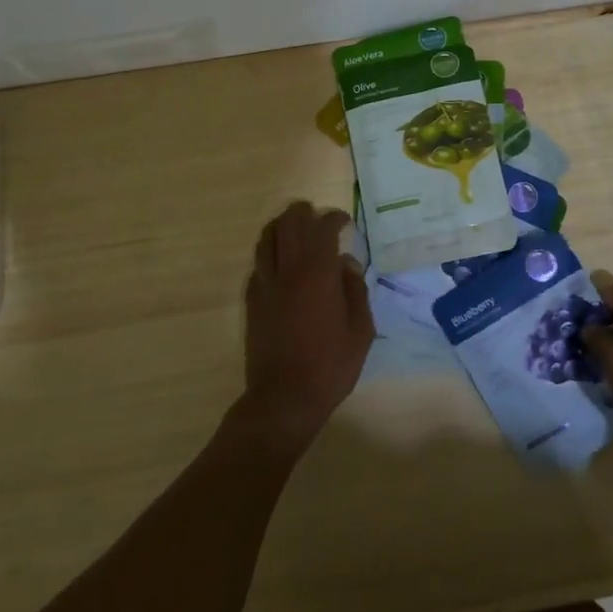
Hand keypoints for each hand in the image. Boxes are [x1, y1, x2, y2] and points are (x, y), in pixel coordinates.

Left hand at [237, 201, 373, 449]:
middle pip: (289, 224)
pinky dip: (269, 254)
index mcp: (318, 274)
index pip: (323, 229)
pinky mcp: (252, 302)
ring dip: (281, 226)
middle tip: (317, 216)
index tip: (345, 222)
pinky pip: (257, 265)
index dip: (334, 219)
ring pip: (267, 239)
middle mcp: (288, 271)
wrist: (284, 398)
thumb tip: (347, 264)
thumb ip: (356, 290)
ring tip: (294, 228)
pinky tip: (280, 264)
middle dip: (304, 213)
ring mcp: (265, 285)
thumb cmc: (330, 365)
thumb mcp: (360, 330)